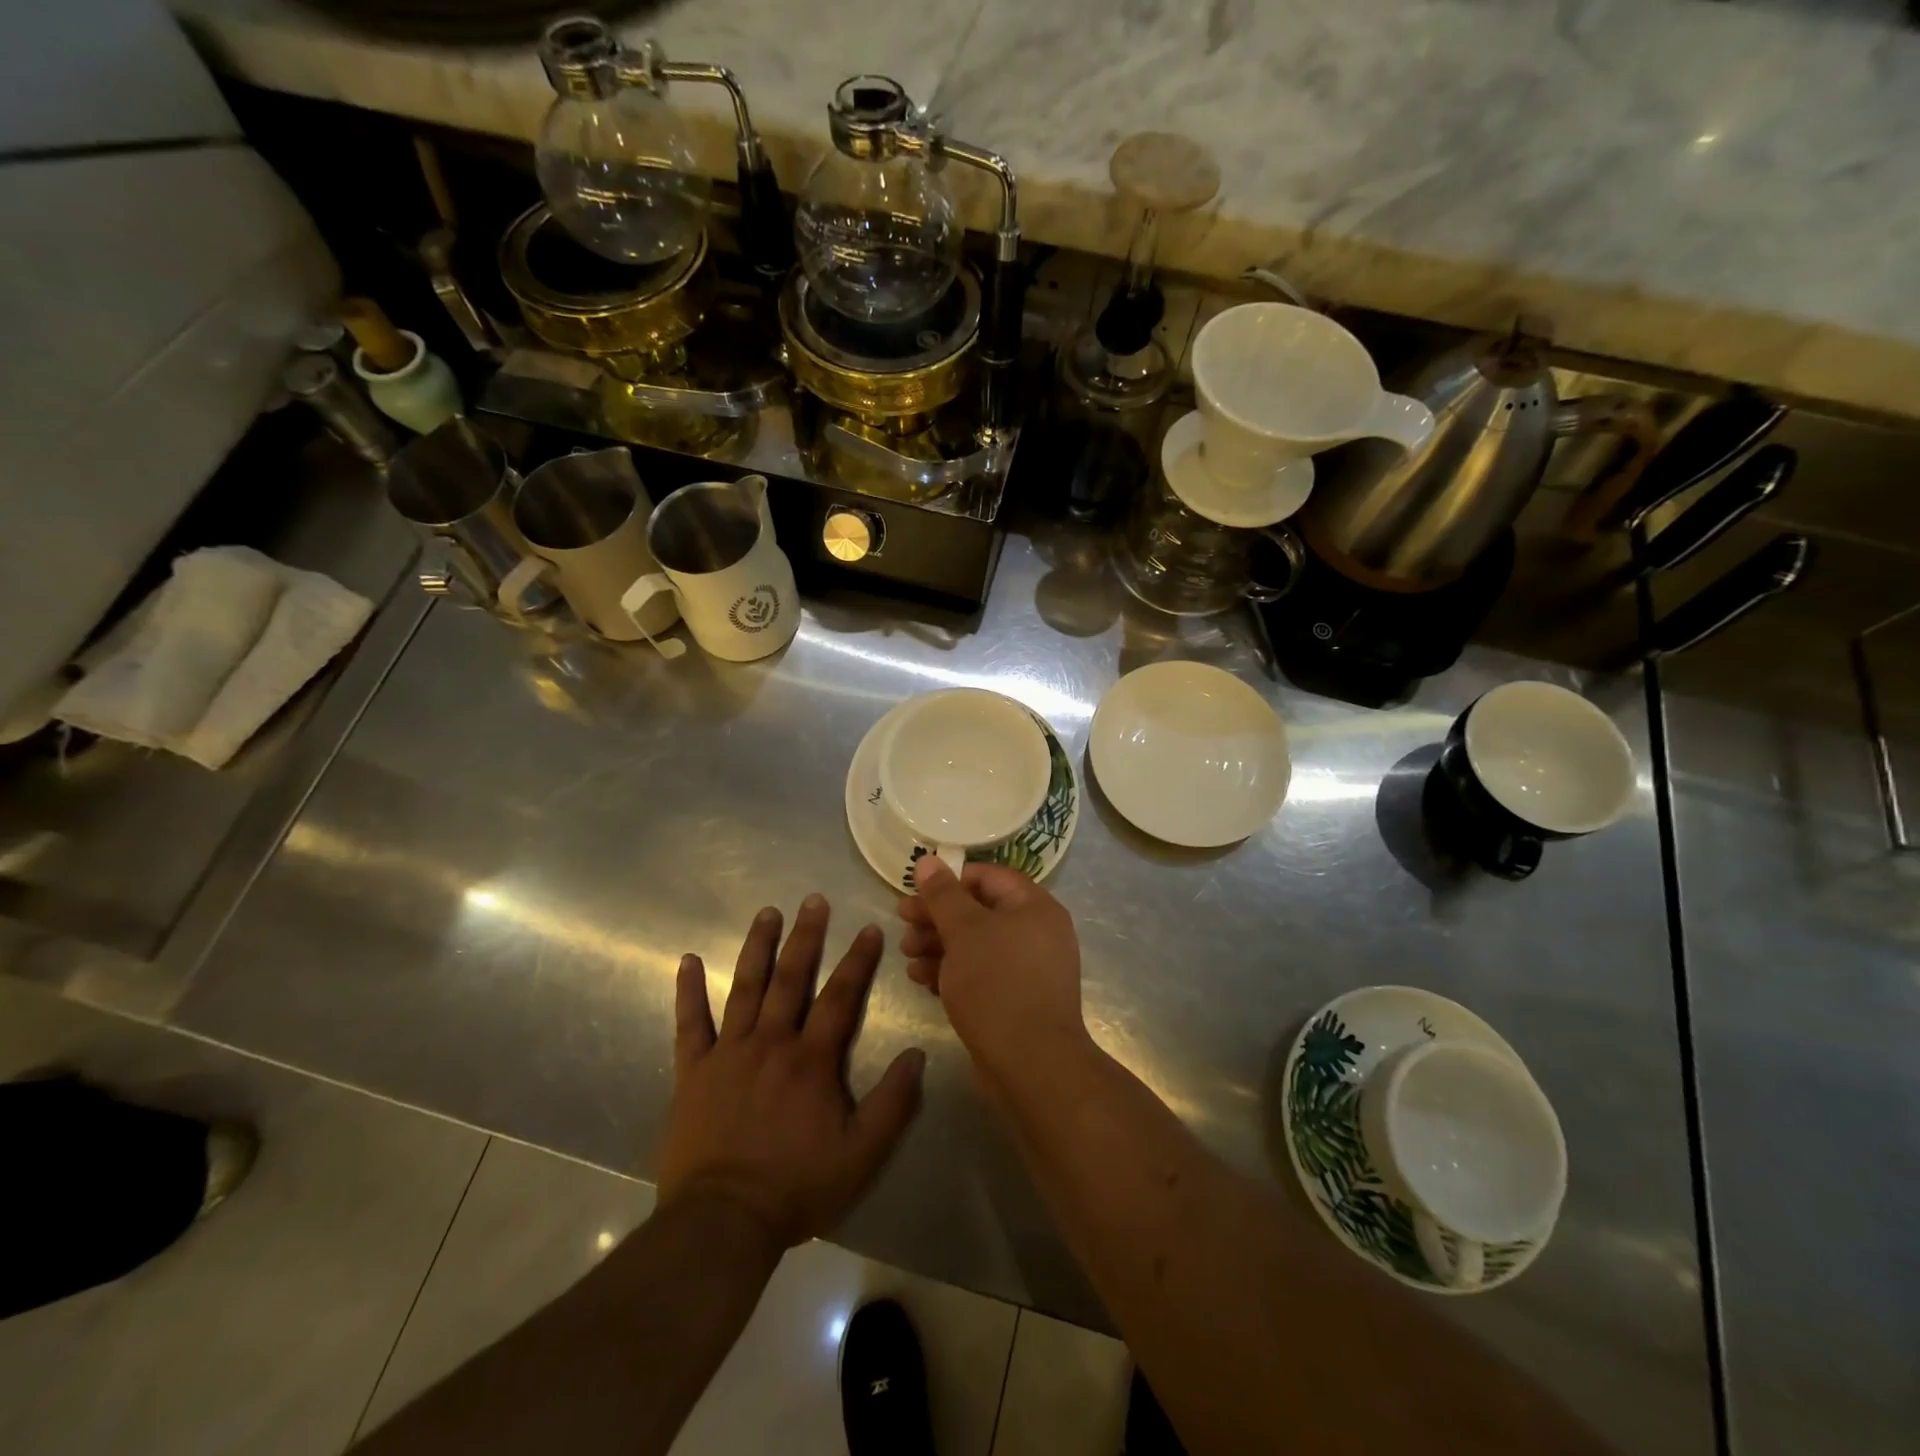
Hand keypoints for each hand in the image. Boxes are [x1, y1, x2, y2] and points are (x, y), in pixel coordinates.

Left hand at [658, 896, 924, 1248]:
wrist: (722, 1223)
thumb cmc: (797, 1187)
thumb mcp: (861, 1155)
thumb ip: (893, 1103)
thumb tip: (917, 1054)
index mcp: (811, 1060)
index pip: (840, 997)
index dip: (857, 960)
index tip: (869, 927)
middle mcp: (771, 1043)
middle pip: (792, 978)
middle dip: (806, 936)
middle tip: (813, 899)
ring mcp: (728, 1053)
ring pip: (746, 987)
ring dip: (758, 947)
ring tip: (767, 912)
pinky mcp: (693, 1070)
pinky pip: (689, 1023)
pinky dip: (688, 990)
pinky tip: (688, 960)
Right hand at [897, 856, 1089, 1078]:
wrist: (1031, 1065)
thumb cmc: (997, 984)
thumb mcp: (964, 931)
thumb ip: (943, 895)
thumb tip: (928, 860)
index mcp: (1034, 907)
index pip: (989, 877)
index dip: (950, 880)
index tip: (916, 892)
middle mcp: (1037, 932)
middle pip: (979, 911)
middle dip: (937, 917)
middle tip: (902, 924)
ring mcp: (1029, 968)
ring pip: (977, 944)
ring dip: (938, 945)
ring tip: (907, 954)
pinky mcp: (1016, 999)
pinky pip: (981, 973)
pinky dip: (952, 971)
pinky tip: (921, 979)